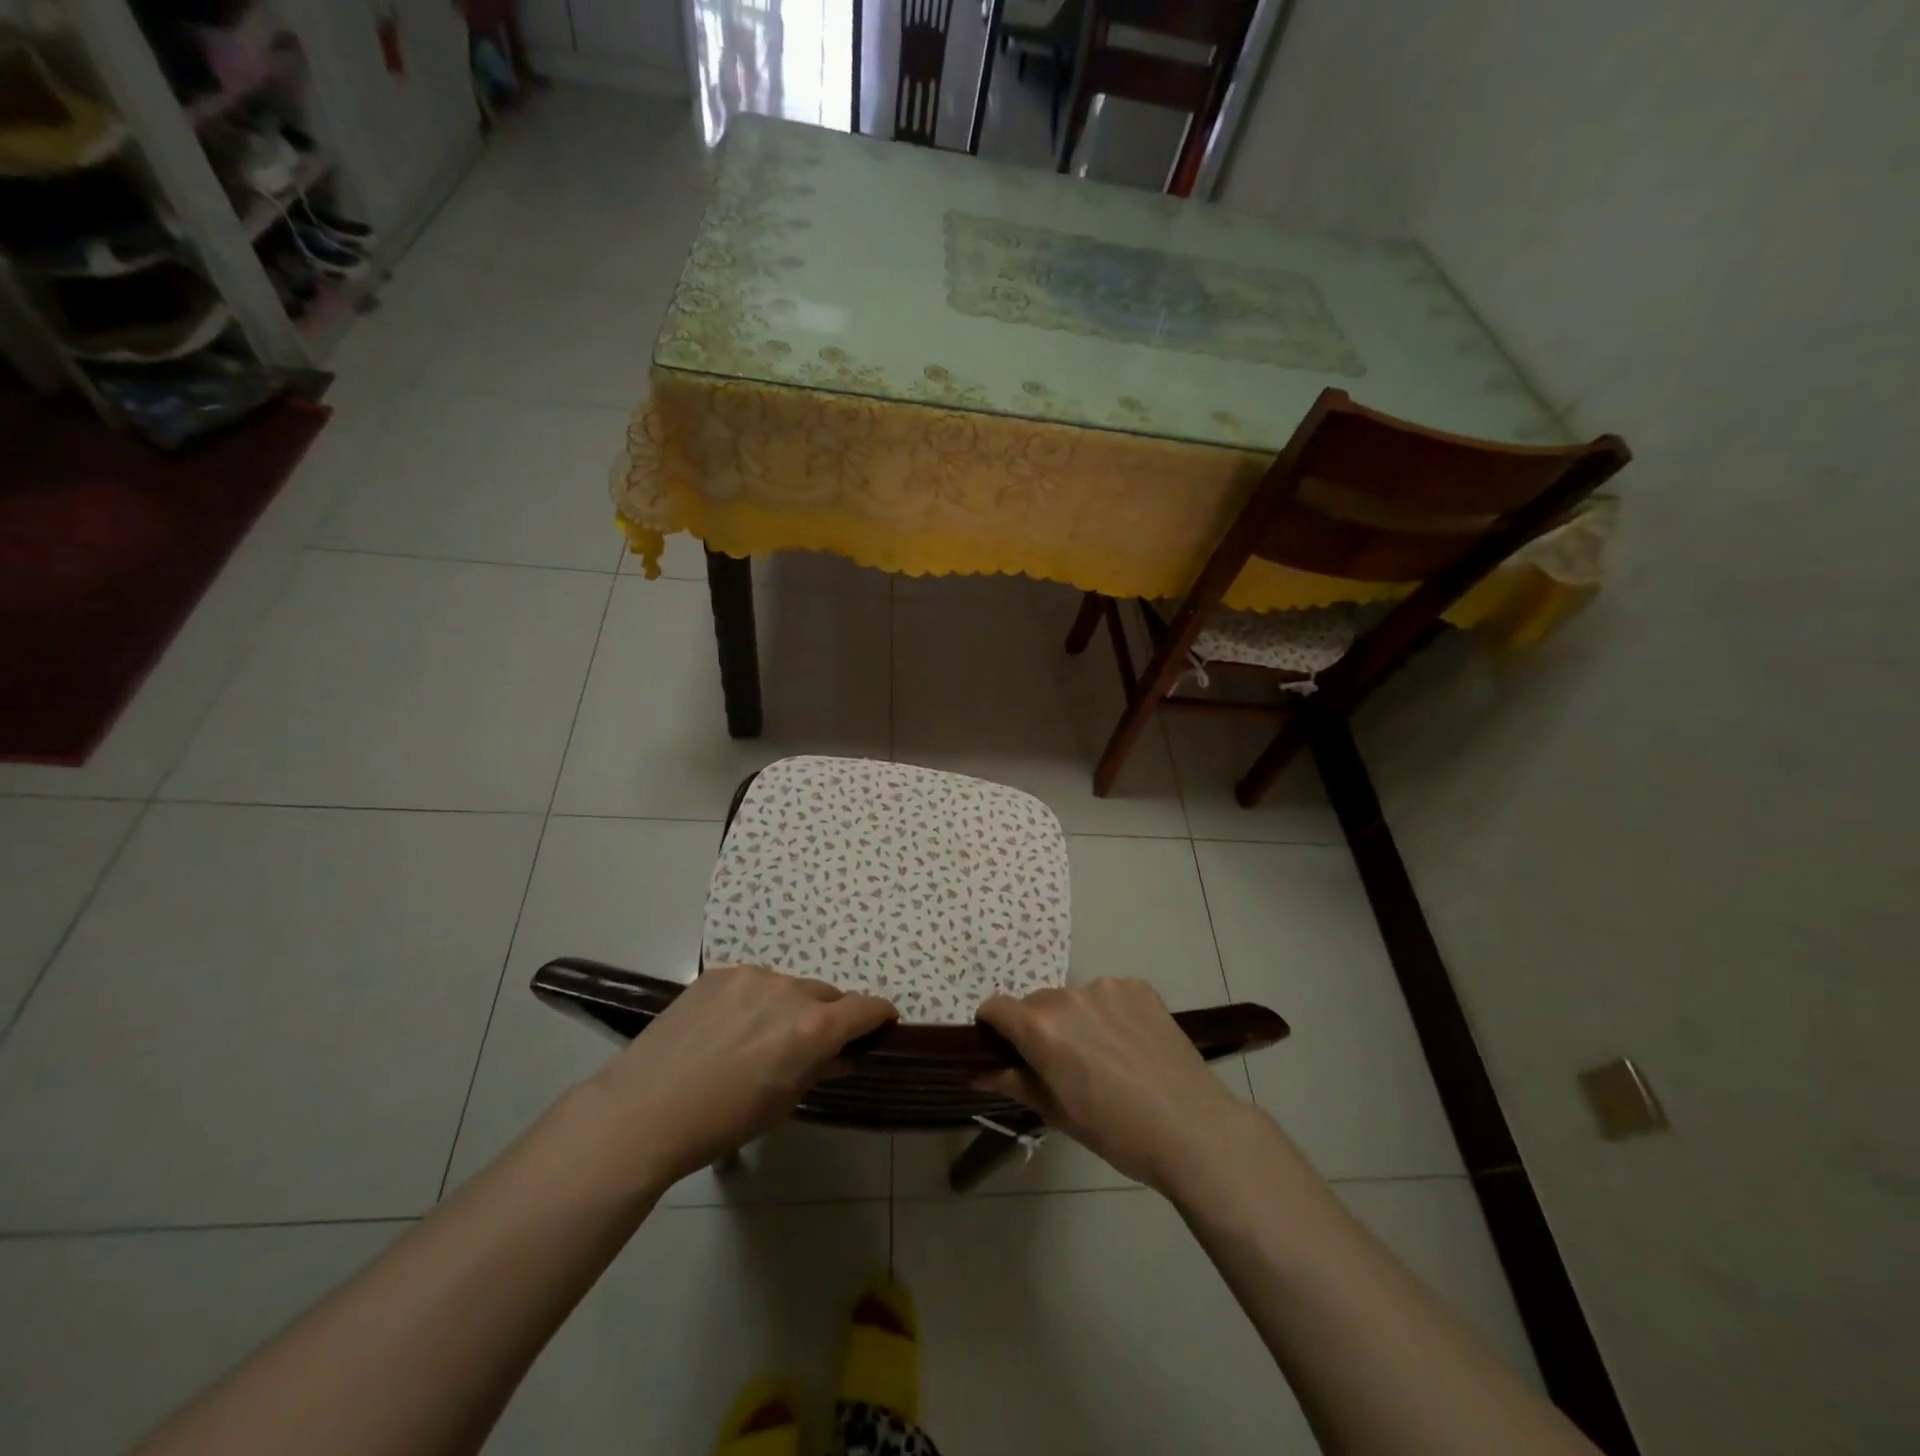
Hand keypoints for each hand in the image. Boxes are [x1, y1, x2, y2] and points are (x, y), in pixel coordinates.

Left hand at [588, 964, 894, 1185]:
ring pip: (788, 987)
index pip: (866, 1007)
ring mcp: (752, 976)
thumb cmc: (723, 1120)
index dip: (879, 1015)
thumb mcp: (783, 1103)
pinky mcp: (719, 974)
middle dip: (828, 1016)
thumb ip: (819, 1069)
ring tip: (758, 1038)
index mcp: (814, 1027)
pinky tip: (727, 1028)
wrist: (645, 1109)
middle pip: (826, 995)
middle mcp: (790, 990)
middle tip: (808, 1045)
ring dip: (788, 1006)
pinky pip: (752, 983)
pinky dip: (754, 1000)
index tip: (881, 1024)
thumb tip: (840, 1056)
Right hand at [977, 979, 1252, 1193]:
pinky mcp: (1138, 986)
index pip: (995, 1007)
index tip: (1005, 1049)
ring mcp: (1106, 987)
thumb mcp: (1057, 1114)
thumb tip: (978, 1071)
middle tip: (1063, 1064)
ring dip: (1076, 1019)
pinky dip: (1110, 1013)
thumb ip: (1014, 1082)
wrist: (1193, 1129)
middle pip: (1036, 1003)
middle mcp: (1068, 997)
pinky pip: (1109, 995)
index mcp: (1041, 1029)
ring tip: (1106, 1056)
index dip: (993, 1027)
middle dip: (1039, 1027)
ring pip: (1074, 999)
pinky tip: (1131, 1044)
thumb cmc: (1117, 1132)